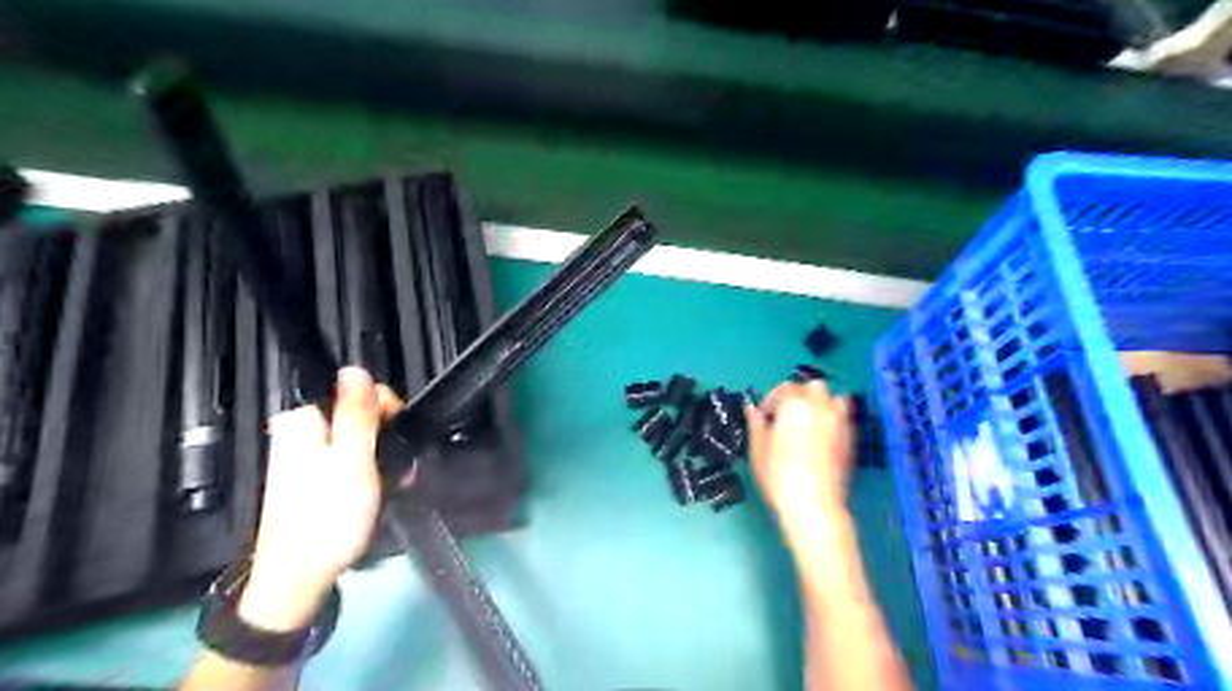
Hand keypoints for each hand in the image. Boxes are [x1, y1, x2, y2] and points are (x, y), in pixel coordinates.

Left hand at [235, 367, 398, 630]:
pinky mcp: (311, 477)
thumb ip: (356, 413)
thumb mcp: (353, 460)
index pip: (357, 390)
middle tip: (396, 467)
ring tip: (392, 483)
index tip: (396, 439)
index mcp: (303, 422)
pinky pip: (349, 459)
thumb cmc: (328, 519)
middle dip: (385, 437)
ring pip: (358, 438)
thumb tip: (355, 369)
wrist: (300, 578)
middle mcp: (298, 433)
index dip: (387, 411)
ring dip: (382, 456)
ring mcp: (303, 456)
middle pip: (359, 414)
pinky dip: (368, 470)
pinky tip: (378, 490)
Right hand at [746, 381, 852, 531]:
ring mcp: (839, 422)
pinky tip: (822, 436)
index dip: (772, 399)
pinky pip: (844, 417)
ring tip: (809, 421)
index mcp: (794, 405)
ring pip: (834, 398)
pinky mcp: (850, 439)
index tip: (765, 416)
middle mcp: (820, 407)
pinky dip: (834, 418)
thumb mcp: (758, 450)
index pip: (784, 388)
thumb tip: (752, 410)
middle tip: (787, 414)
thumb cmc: (779, 476)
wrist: (813, 505)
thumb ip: (757, 425)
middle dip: (800, 394)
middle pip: (812, 386)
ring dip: (821, 403)